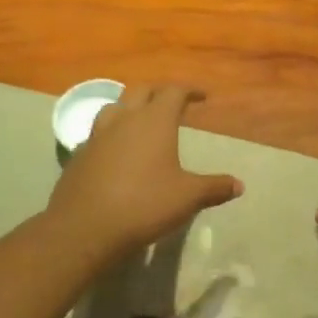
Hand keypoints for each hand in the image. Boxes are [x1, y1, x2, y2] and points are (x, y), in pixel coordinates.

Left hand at [47, 84, 242, 259]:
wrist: (85, 227)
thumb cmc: (144, 205)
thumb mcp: (187, 198)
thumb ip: (214, 187)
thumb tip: (239, 185)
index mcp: (154, 121)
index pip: (173, 91)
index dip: (189, 90)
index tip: (202, 96)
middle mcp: (123, 120)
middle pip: (140, 91)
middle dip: (158, 92)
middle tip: (172, 103)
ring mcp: (97, 136)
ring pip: (114, 107)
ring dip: (130, 108)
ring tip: (141, 121)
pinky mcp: (79, 155)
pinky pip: (98, 133)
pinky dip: (112, 134)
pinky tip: (118, 152)